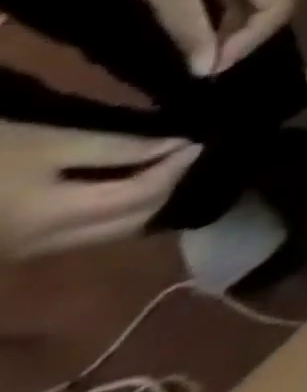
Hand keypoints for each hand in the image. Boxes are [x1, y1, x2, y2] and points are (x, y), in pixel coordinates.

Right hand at [0, 123, 200, 258]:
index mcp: (55, 220)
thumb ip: (117, 146)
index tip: (202, 139)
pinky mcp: (15, 247)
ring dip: (147, 201)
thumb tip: (178, 143)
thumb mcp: (50, 141)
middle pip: (131, 221)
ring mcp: (26, 252)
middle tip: (192, 151)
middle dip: (169, 187)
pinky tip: (130, 182)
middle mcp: (44, 246)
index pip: (142, 197)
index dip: (178, 167)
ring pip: (110, 232)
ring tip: (171, 164)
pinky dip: (118, 210)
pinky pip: (84, 234)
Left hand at [91, 0, 294, 76]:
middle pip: (274, 2)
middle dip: (244, 34)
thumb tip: (207, 69)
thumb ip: (193, 33)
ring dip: (235, 20)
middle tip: (208, 59)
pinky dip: (227, 4)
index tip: (211, 66)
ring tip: (202, 43)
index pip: (278, 10)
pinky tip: (200, 16)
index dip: (250, 41)